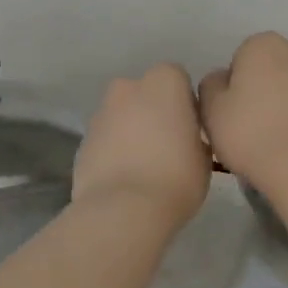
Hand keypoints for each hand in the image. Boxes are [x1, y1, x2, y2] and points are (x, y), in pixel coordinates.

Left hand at [72, 63, 210, 226]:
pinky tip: (124, 178)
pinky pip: (106, 139)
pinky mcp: (83, 140)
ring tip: (144, 166)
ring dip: (131, 131)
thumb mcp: (204, 157)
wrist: (123, 209)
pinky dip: (114, 151)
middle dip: (153, 112)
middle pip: (145, 94)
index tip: (190, 130)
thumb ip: (194, 136)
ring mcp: (101, 113)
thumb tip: (186, 139)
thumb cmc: (176, 177)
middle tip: (167, 145)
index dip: (185, 103)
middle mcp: (128, 88)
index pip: (178, 79)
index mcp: (164, 82)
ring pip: (122, 116)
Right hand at [198, 33, 287, 185]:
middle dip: (262, 91)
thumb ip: (210, 85)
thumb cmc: (250, 131)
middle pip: (270, 70)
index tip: (231, 115)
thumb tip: (223, 80)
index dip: (232, 89)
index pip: (239, 61)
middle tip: (250, 126)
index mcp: (262, 44)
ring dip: (283, 105)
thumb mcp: (211, 109)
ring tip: (273, 139)